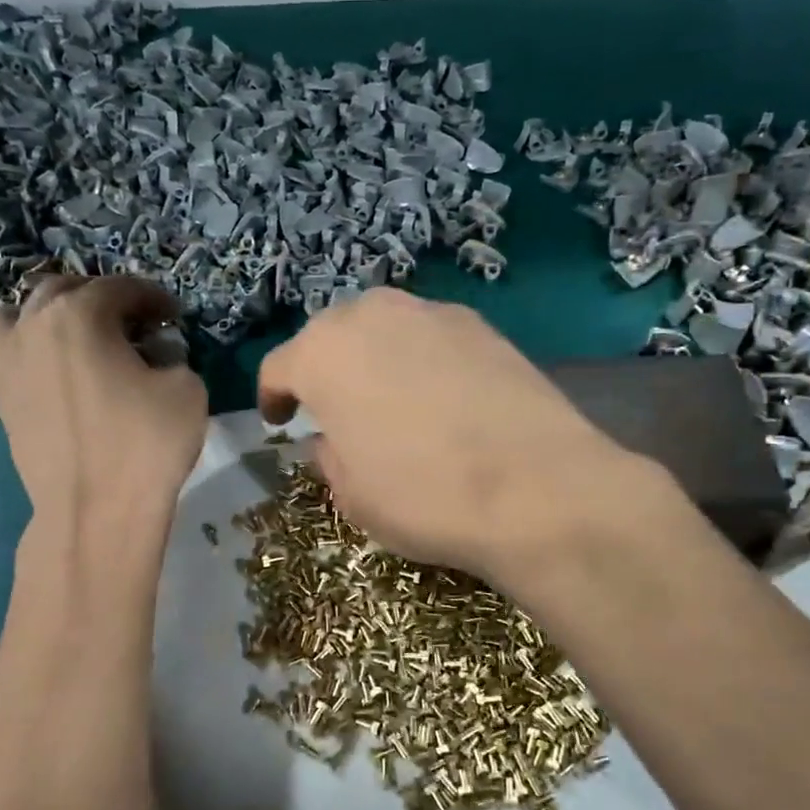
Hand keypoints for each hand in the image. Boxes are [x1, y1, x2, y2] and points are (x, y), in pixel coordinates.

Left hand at [0, 275, 207, 540]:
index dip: (154, 298)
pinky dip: (32, 346)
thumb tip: (154, 355)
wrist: (95, 511)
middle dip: (103, 299)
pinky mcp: (2, 397)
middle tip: (134, 324)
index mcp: (80, 314)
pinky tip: (58, 370)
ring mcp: (10, 362)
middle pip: (66, 290)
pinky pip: (10, 352)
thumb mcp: (186, 388)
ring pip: (22, 313)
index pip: (121, 288)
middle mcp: (35, 325)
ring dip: (54, 314)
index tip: (174, 316)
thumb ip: (173, 356)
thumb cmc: (146, 444)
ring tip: (81, 338)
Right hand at [257, 289, 671, 579]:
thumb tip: (332, 437)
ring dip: (374, 357)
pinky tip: (441, 396)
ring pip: (383, 327)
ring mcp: (431, 313)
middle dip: (324, 368)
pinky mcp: (481, 325)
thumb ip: (329, 455)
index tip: (279, 421)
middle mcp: (371, 315)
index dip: (273, 397)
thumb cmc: (422, 496)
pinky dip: (422, 358)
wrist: (536, 488)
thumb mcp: (353, 495)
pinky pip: (430, 335)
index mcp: (323, 354)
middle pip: (330, 335)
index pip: (279, 367)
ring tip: (387, 397)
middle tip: (334, 407)